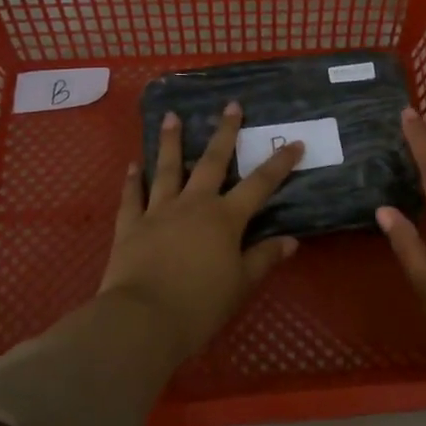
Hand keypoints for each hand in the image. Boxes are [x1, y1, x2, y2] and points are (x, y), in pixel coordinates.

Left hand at [100, 102, 305, 359]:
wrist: (141, 320)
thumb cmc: (199, 306)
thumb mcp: (240, 285)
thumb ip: (264, 258)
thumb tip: (291, 240)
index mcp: (225, 218)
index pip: (260, 184)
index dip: (279, 163)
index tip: (294, 143)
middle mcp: (193, 204)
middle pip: (212, 162)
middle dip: (225, 132)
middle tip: (231, 105)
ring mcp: (159, 211)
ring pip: (167, 168)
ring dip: (170, 141)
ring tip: (171, 116)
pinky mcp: (130, 226)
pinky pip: (133, 196)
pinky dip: (133, 180)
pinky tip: (134, 164)